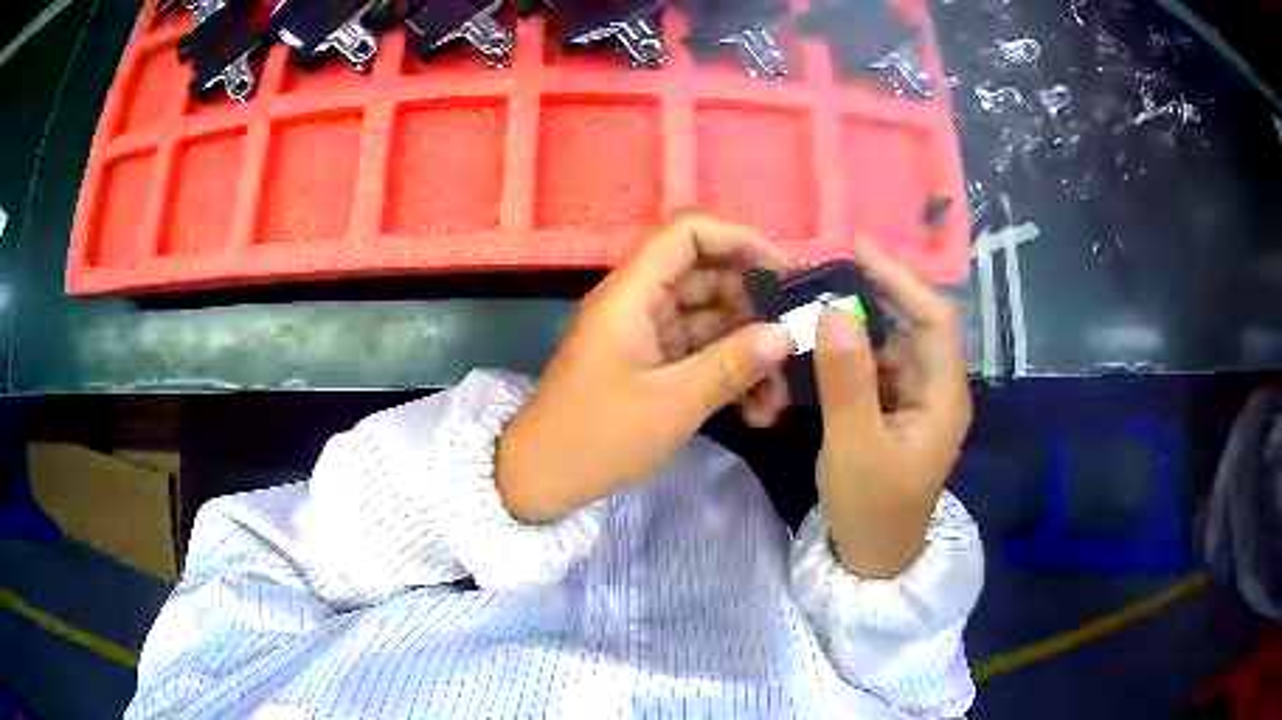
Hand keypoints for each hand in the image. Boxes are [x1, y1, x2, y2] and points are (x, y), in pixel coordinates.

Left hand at [497, 212, 794, 523]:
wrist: (543, 478)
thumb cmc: (597, 437)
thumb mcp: (672, 404)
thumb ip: (731, 365)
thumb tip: (786, 335)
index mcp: (631, 293)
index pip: (688, 234)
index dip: (739, 240)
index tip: (785, 273)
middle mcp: (639, 302)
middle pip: (708, 278)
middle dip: (755, 311)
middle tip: (794, 348)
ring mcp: (645, 333)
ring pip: (710, 320)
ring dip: (747, 352)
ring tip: (778, 398)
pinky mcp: (651, 363)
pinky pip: (699, 352)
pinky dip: (727, 373)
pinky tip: (756, 411)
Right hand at [815, 240, 970, 578]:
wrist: (872, 557)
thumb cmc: (871, 507)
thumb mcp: (855, 445)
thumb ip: (847, 380)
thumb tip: (835, 310)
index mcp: (943, 395)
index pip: (934, 319)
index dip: (901, 279)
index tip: (858, 247)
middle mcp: (936, 389)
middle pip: (913, 325)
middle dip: (875, 294)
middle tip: (826, 271)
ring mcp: (915, 400)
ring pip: (891, 345)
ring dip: (858, 322)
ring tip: (816, 299)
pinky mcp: (895, 411)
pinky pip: (876, 367)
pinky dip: (851, 351)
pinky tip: (821, 343)